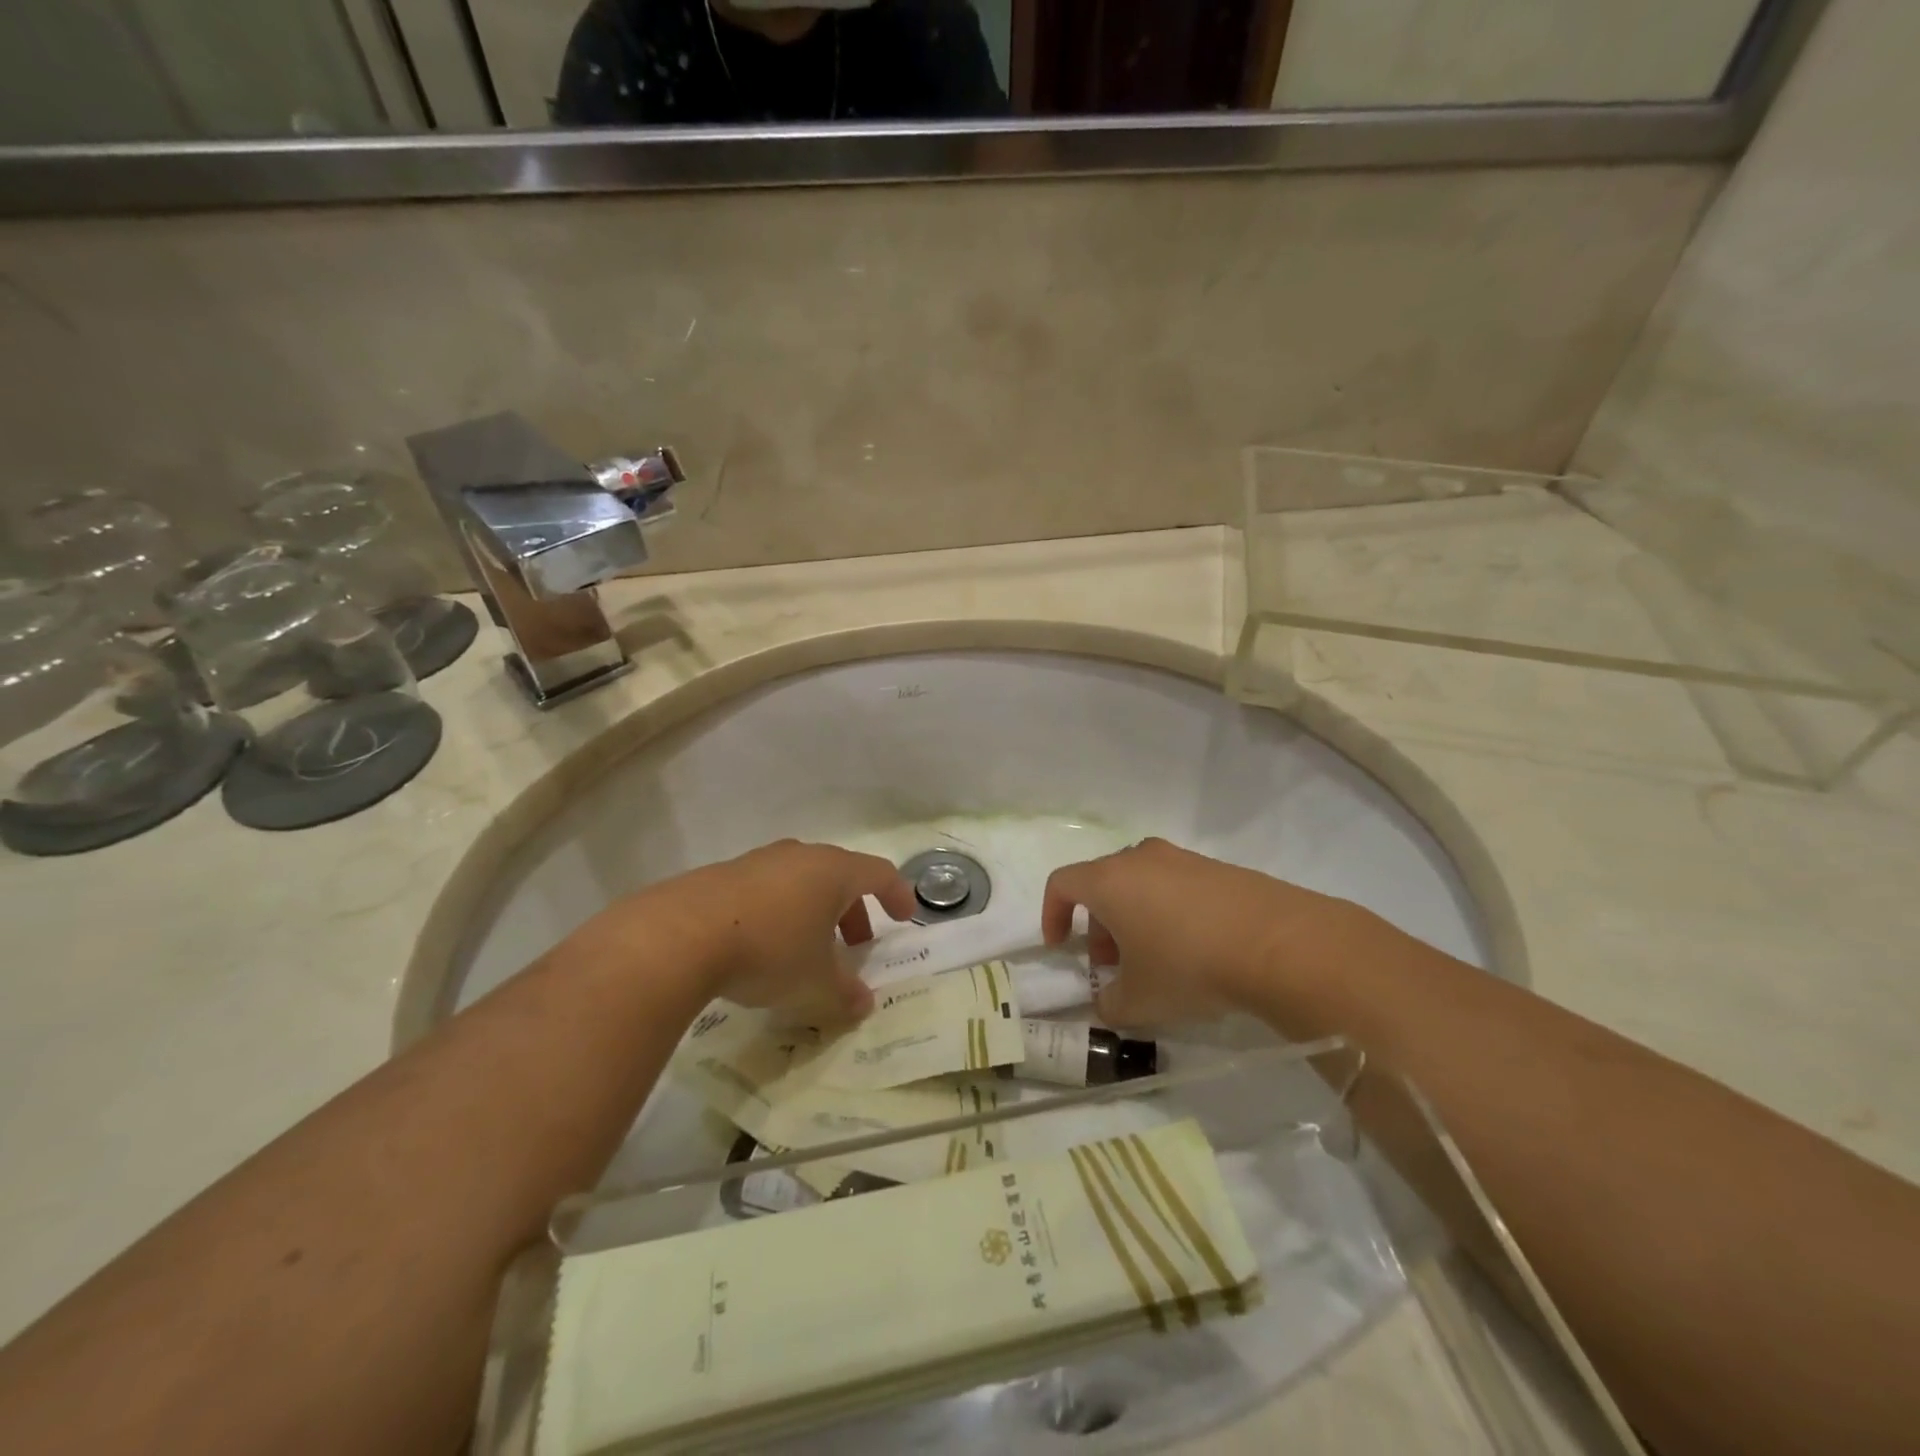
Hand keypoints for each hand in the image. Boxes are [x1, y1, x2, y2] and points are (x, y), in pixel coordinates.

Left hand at [648, 840, 917, 1022]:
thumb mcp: (815, 983)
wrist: (681, 935)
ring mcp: (759, 862)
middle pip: (840, 875)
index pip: (880, 873)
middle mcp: (800, 857)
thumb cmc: (770, 951)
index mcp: (833, 872)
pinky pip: (766, 889)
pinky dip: (779, 912)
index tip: (904, 917)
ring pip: (801, 881)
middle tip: (856, 944)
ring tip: (808, 950)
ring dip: (814, 912)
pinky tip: (762, 946)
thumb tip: (863, 1005)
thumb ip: (845, 994)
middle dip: (853, 909)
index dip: (897, 894)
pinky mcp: (723, 875)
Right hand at [1041, 838, 1361, 1027]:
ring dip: (1133, 917)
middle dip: (1097, 923)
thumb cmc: (1188, 965)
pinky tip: (1194, 948)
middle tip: (1112, 963)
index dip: (1052, 914)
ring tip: (1154, 959)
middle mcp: (1140, 859)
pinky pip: (1176, 885)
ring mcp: (1182, 858)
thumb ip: (1109, 1004)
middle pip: (1102, 883)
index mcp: (1109, 880)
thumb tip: (1106, 1004)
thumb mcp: (1140, 1000)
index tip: (1061, 947)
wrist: (1278, 944)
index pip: (1062, 883)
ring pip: (1140, 883)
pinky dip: (1169, 911)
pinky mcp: (1217, 868)